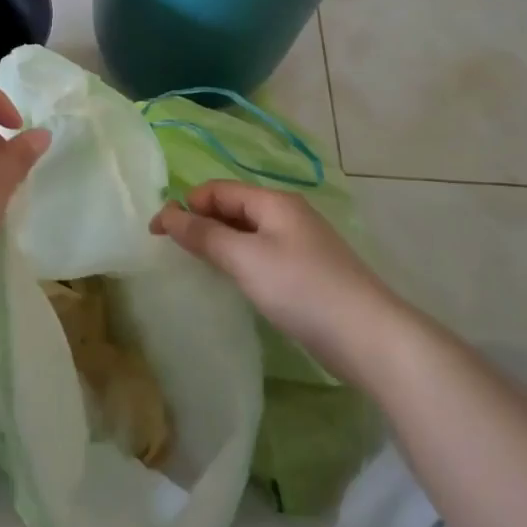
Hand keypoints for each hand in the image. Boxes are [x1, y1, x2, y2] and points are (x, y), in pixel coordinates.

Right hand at [152, 181, 402, 373]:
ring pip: (247, 232)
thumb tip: (166, 213)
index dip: (185, 205)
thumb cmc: (301, 289)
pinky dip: (240, 260)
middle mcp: (287, 214)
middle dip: (201, 222)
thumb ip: (204, 235)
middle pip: (233, 207)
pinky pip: (262, 253)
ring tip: (197, 264)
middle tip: (172, 250)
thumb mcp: (245, 258)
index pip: (218, 190)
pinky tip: (233, 281)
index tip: (156, 232)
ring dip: (219, 242)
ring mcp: (300, 243)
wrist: (369, 337)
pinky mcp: (307, 271)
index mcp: (273, 201)